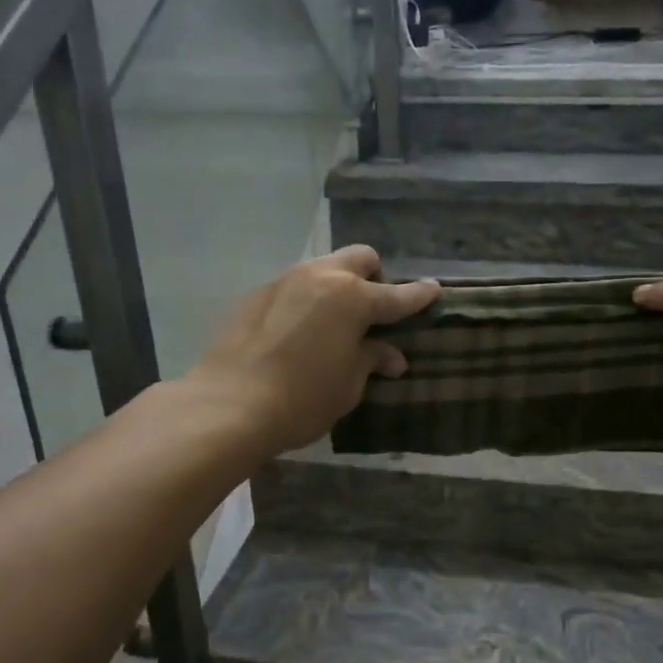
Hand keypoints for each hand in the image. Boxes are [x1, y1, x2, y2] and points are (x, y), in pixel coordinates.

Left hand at [186, 246, 439, 459]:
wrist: (228, 404)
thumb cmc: (301, 399)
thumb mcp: (348, 386)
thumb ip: (371, 360)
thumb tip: (391, 356)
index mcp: (353, 299)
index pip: (398, 295)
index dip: (419, 295)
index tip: (434, 290)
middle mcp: (322, 278)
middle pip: (360, 258)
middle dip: (374, 277)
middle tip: (371, 310)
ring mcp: (285, 281)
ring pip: (324, 267)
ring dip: (337, 285)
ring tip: (332, 321)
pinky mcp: (257, 293)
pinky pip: (293, 286)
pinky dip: (306, 299)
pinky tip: (296, 331)